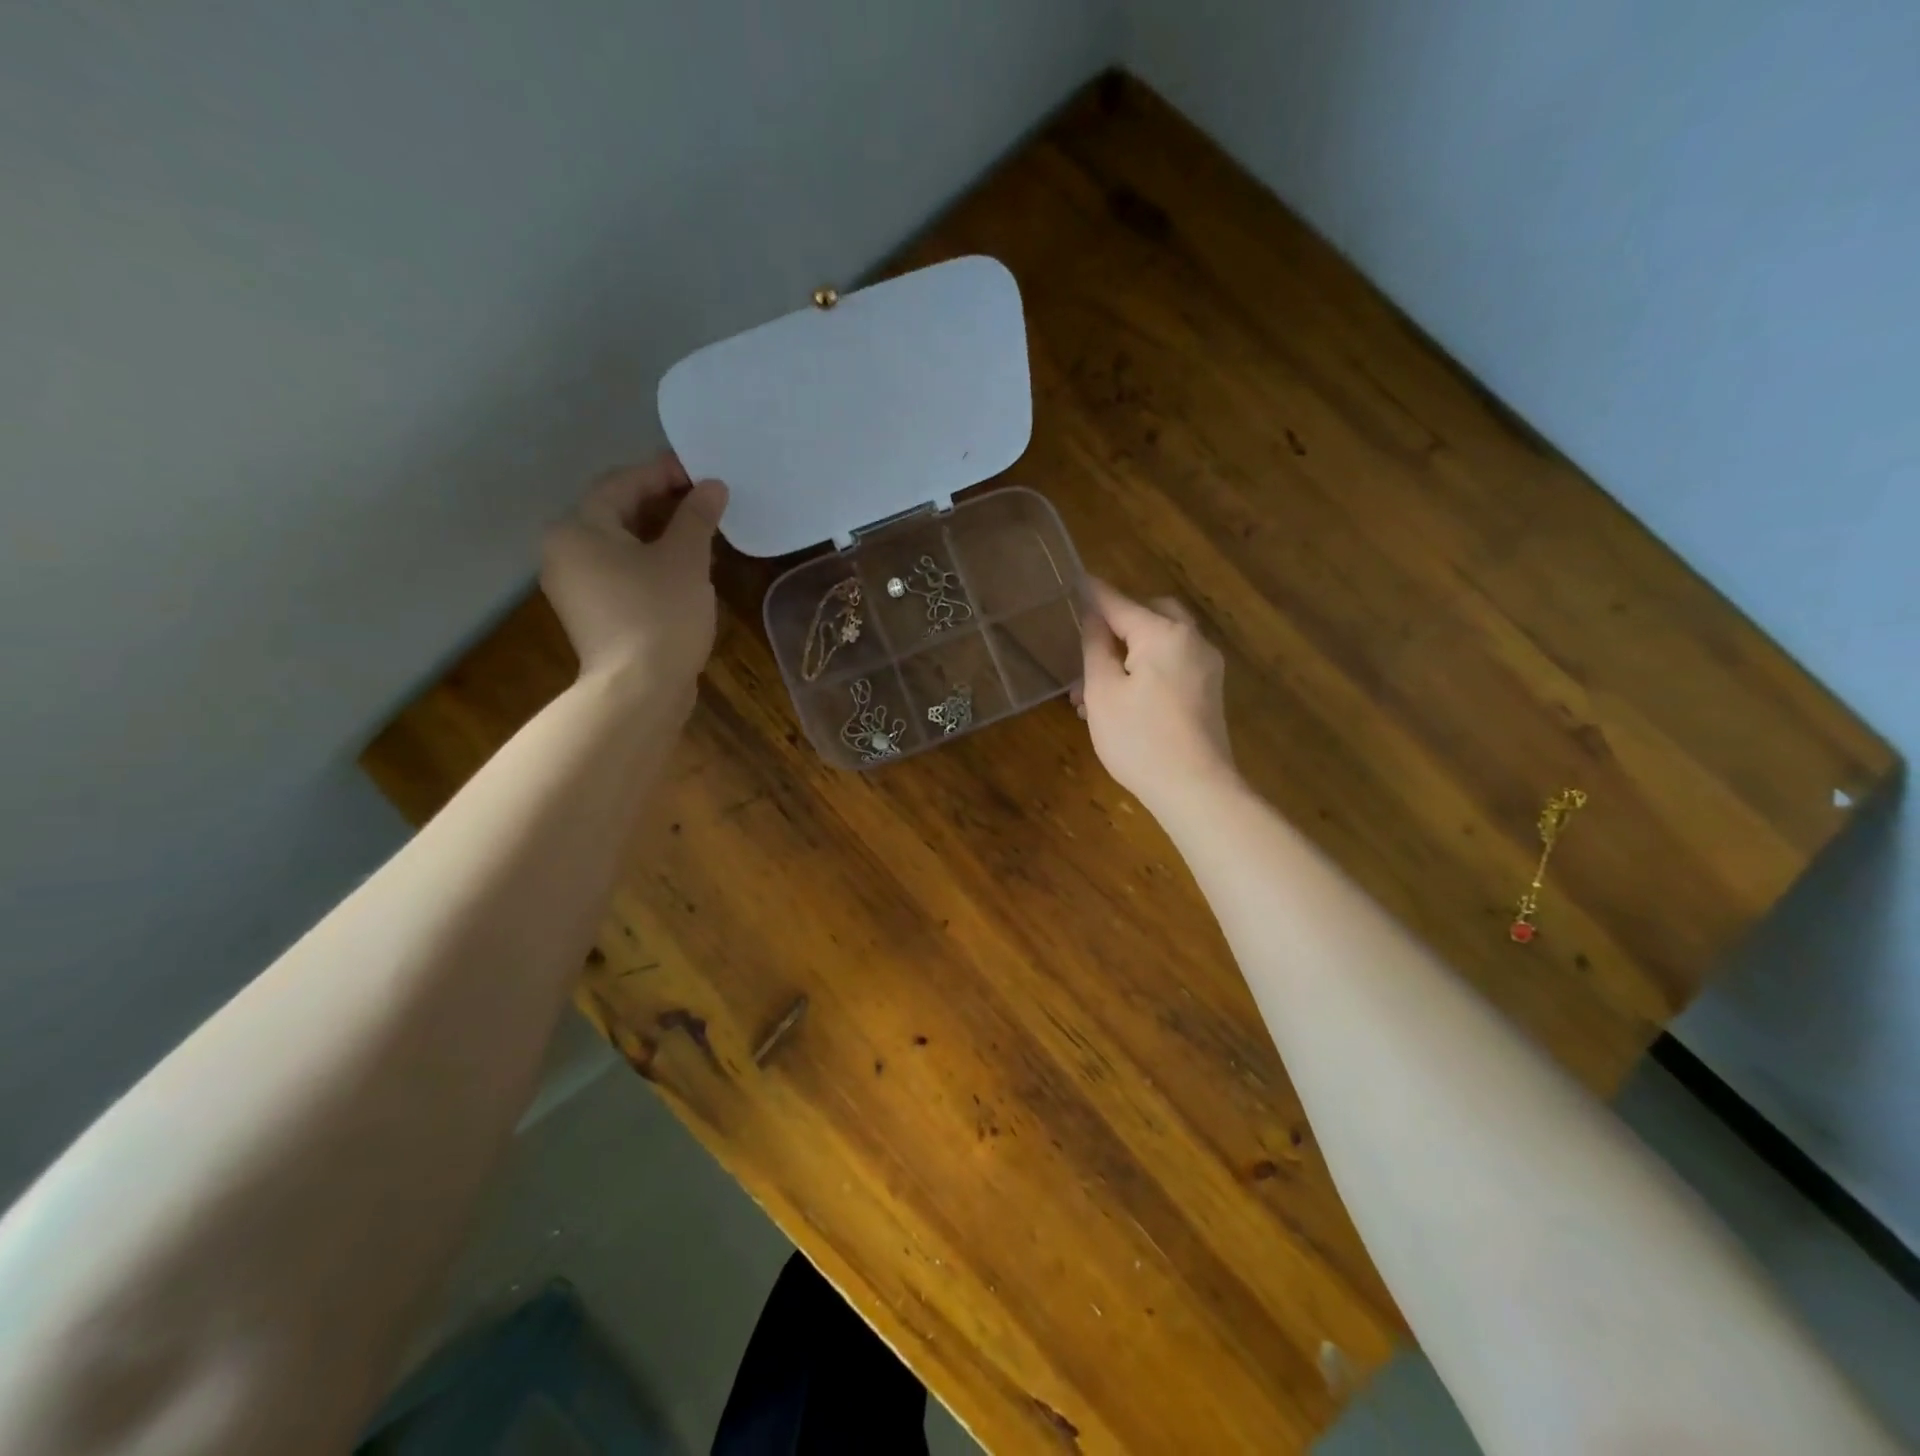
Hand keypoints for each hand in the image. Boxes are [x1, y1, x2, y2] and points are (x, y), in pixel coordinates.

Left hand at [540, 455, 728, 695]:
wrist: (639, 691)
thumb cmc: (660, 615)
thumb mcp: (685, 559)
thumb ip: (697, 516)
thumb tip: (712, 486)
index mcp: (579, 528)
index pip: (622, 483)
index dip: (663, 473)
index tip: (702, 473)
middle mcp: (565, 551)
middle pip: (617, 513)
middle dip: (663, 504)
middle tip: (706, 502)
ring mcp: (575, 587)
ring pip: (621, 545)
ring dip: (660, 535)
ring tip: (703, 534)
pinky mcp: (593, 614)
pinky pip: (622, 573)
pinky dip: (650, 563)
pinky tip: (685, 569)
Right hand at [1075, 578, 1236, 811]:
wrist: (1196, 789)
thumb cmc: (1140, 738)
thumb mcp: (1103, 692)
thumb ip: (1096, 648)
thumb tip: (1094, 618)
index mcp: (1164, 634)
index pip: (1119, 604)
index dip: (1093, 594)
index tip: (1075, 580)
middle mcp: (1192, 641)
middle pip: (1152, 615)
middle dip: (1119, 623)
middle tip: (1089, 640)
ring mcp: (1206, 668)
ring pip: (1162, 644)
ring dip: (1129, 654)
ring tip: (1092, 688)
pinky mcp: (1208, 693)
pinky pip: (1173, 666)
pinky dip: (1147, 670)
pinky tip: (1122, 700)